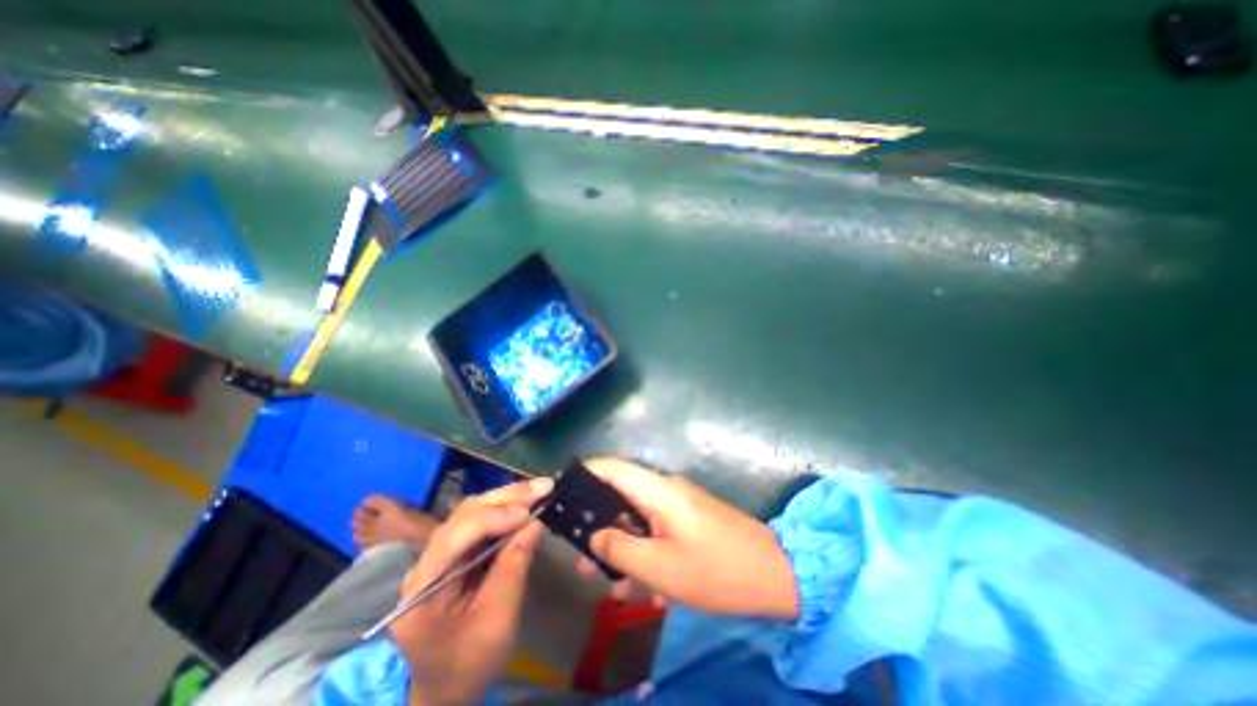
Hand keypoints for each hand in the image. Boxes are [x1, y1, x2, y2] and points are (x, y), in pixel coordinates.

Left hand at [392, 476, 552, 703]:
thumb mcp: (497, 621)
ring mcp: (438, 556)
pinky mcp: (454, 553)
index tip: (528, 514)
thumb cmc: (471, 663)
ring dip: (507, 499)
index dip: (492, 519)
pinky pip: (479, 522)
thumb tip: (535, 523)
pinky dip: (505, 510)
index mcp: (422, 590)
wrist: (449, 687)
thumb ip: (513, 568)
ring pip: (472, 513)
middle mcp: (425, 563)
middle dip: (505, 499)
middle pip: (463, 516)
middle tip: (542, 487)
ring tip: (539, 490)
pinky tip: (525, 503)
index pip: (454, 537)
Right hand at [577, 458, 794, 616]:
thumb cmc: (716, 570)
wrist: (775, 575)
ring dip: (622, 546)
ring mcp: (679, 505)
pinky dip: (644, 552)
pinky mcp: (689, 520)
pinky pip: (656, 530)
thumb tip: (595, 535)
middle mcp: (666, 490)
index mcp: (659, 491)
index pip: (614, 467)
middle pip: (622, 495)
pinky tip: (641, 588)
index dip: (586, 472)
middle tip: (579, 554)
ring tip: (606, 585)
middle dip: (598, 522)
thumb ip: (621, 549)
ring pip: (638, 518)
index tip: (561, 488)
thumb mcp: (661, 568)